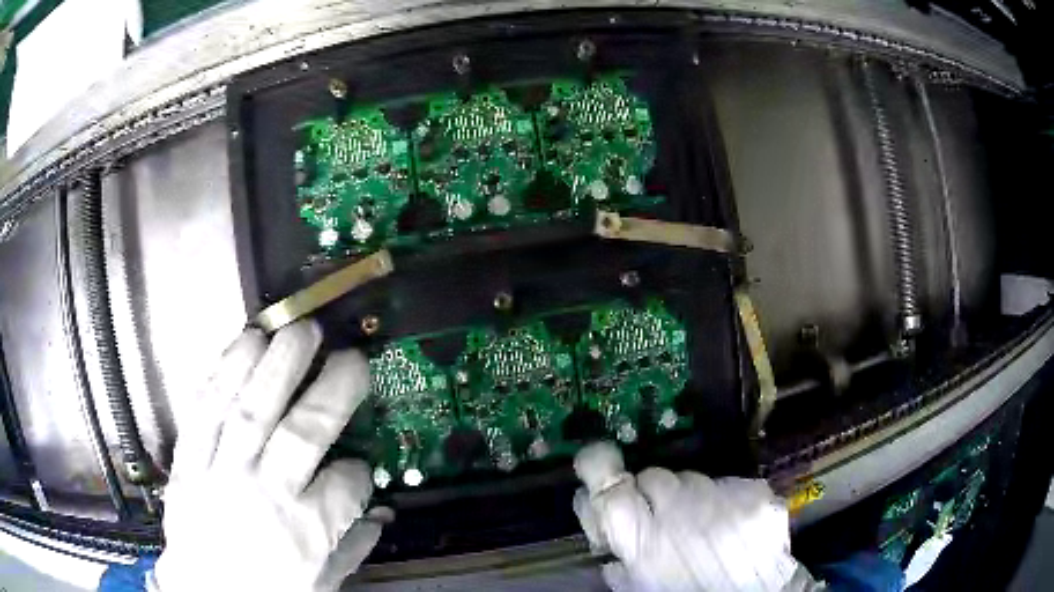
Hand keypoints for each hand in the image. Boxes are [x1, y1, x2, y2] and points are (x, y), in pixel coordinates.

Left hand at [153, 320, 384, 591]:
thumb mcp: (316, 585)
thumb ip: (349, 550)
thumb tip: (380, 517)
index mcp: (303, 534)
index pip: (344, 486)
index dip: (359, 471)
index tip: (361, 464)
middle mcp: (263, 496)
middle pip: (302, 434)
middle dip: (330, 391)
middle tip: (349, 355)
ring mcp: (219, 472)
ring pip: (250, 409)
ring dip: (276, 365)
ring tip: (297, 331)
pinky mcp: (188, 459)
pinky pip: (204, 408)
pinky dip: (225, 371)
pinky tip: (244, 343)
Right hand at [572, 442, 812, 590]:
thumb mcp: (640, 585)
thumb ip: (618, 557)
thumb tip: (604, 530)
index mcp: (645, 538)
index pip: (610, 487)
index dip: (599, 469)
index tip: (596, 462)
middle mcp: (681, 509)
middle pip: (654, 477)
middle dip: (652, 494)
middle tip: (662, 520)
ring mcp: (722, 496)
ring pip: (694, 479)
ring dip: (691, 497)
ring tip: (704, 527)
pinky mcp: (754, 491)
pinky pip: (729, 485)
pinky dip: (726, 500)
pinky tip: (732, 525)